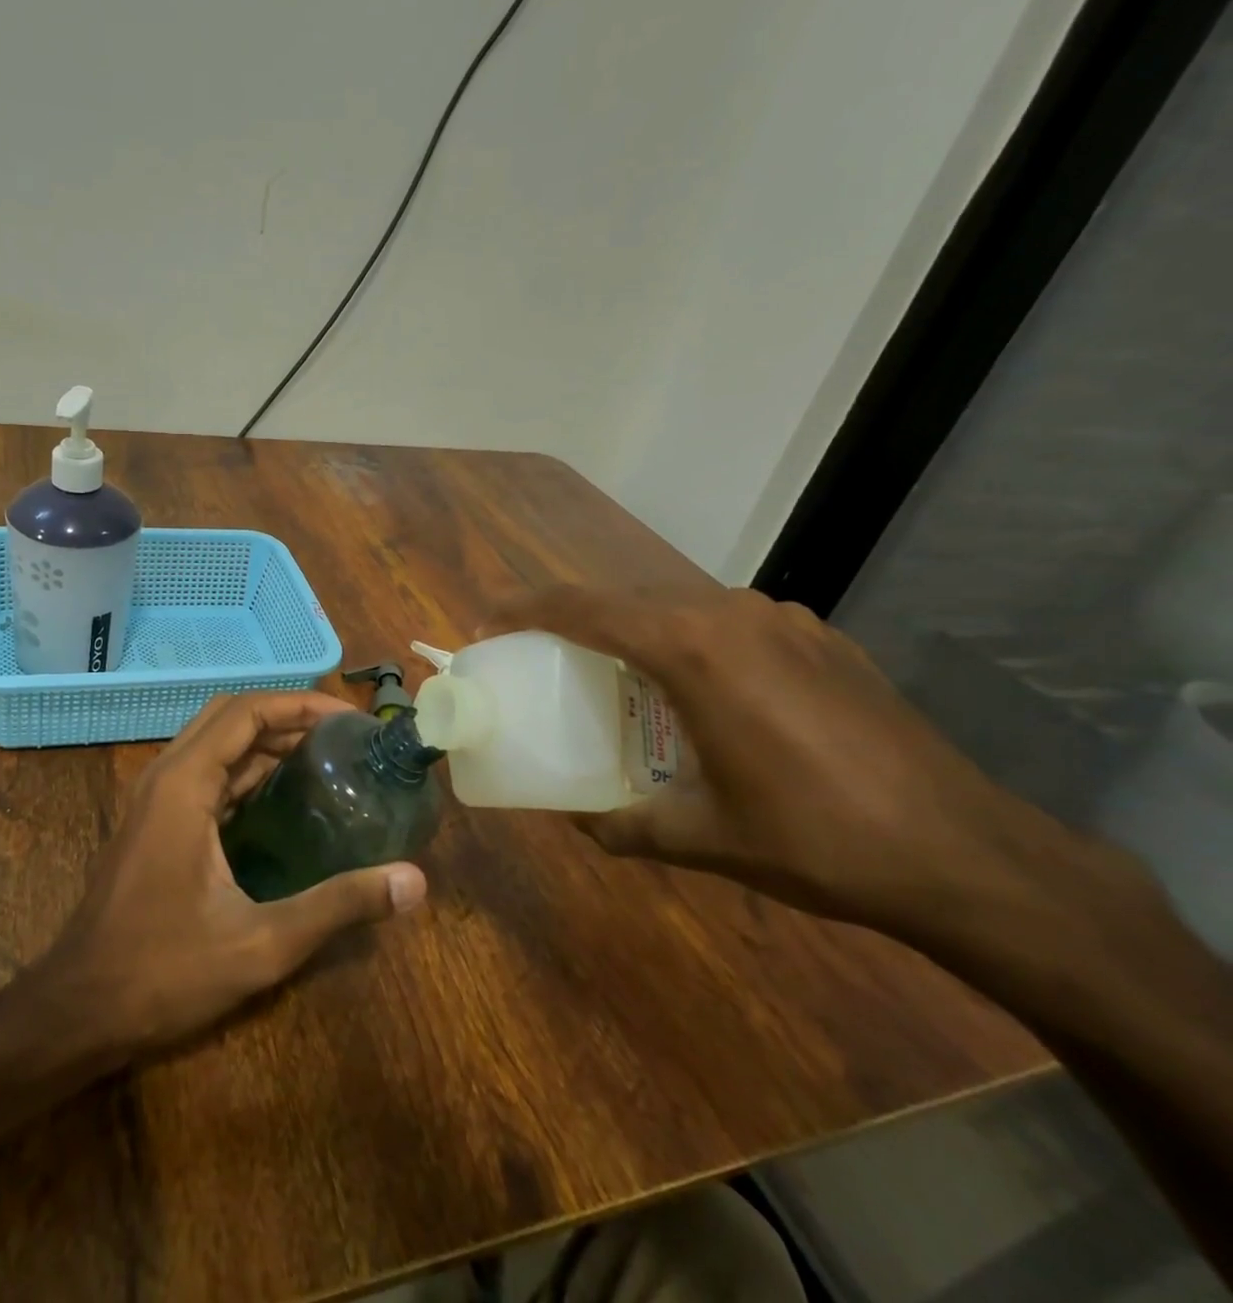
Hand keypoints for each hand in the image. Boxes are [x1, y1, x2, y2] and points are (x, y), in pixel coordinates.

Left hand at [36, 691, 427, 1055]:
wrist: (78, 1010)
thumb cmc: (164, 972)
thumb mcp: (261, 944)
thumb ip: (338, 906)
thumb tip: (414, 883)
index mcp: (184, 783)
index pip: (246, 711)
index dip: (301, 705)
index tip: (350, 720)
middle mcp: (166, 775)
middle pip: (229, 716)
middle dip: (286, 715)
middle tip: (342, 736)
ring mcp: (155, 798)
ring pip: (214, 742)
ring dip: (265, 740)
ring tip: (324, 758)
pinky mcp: (154, 821)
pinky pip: (205, 773)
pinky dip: (245, 768)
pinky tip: (284, 798)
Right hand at [484, 582, 1072, 940]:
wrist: (967, 855)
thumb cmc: (814, 840)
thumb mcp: (701, 838)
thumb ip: (623, 825)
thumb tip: (576, 821)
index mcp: (692, 648)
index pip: (584, 607)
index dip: (526, 607)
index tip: (487, 620)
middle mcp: (730, 614)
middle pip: (626, 599)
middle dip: (574, 619)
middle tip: (540, 653)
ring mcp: (782, 619)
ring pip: (677, 606)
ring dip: (632, 629)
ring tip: (613, 673)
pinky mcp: (818, 637)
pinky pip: (726, 622)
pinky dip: (687, 640)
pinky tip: (697, 690)